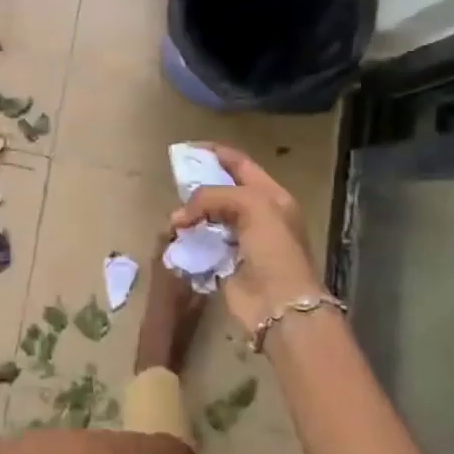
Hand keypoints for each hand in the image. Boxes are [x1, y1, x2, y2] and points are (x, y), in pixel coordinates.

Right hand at [171, 142, 322, 333]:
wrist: (280, 304)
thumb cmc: (273, 247)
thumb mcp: (250, 205)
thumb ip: (213, 196)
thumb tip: (179, 216)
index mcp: (271, 196)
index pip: (241, 164)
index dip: (216, 153)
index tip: (188, 148)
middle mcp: (257, 215)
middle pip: (222, 190)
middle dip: (198, 185)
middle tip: (174, 183)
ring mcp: (241, 240)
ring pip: (209, 218)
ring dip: (190, 215)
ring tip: (173, 215)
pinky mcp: (225, 263)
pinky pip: (201, 244)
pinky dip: (187, 239)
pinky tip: (175, 237)